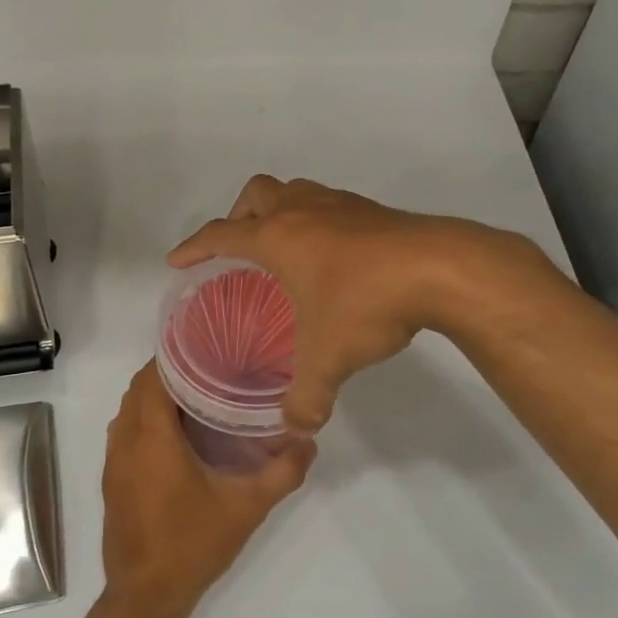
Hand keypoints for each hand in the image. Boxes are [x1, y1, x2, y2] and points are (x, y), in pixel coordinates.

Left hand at [101, 362, 314, 617]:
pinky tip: (178, 434)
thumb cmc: (193, 544)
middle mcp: (125, 441)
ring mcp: (114, 460)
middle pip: (139, 388)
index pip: (153, 377)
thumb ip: (282, 472)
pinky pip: (125, 431)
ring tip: (197, 394)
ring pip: (129, 409)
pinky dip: (146, 419)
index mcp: (152, 438)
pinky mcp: (112, 478)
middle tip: (210, 369)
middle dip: (169, 372)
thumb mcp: (246, 508)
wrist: (145, 595)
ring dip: (155, 396)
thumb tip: (308, 440)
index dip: (175, 357)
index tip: (207, 348)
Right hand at [169, 176, 546, 432]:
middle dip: (238, 216)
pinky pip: (328, 204)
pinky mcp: (372, 210)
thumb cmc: (366, 302)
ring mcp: (339, 205)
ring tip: (285, 249)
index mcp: (277, 237)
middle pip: (255, 194)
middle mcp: (302, 210)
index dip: (194, 247)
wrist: (441, 269)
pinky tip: (334, 257)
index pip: (220, 235)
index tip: (177, 260)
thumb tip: (295, 427)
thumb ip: (306, 397)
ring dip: (280, 211)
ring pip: (294, 191)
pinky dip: (317, 221)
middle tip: (240, 249)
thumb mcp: (328, 358)